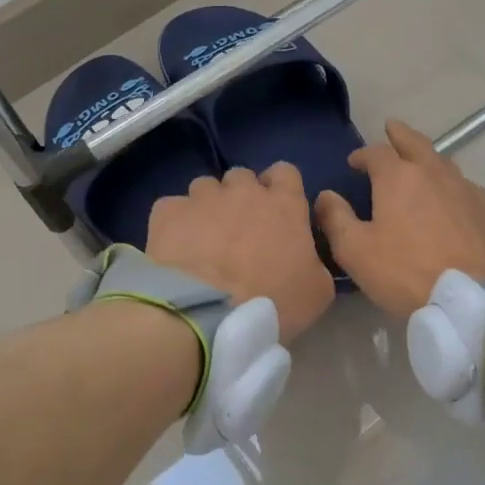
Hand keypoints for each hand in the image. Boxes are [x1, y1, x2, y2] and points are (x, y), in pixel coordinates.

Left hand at [147, 164, 335, 342]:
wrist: (206, 312)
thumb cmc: (271, 302)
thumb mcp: (317, 291)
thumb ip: (315, 260)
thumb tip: (306, 254)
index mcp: (284, 204)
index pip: (285, 172)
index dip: (280, 189)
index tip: (276, 213)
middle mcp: (243, 190)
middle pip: (243, 177)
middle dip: (241, 197)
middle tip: (239, 232)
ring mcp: (202, 197)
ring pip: (206, 187)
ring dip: (207, 206)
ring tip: (202, 240)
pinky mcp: (167, 210)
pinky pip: (173, 207)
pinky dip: (175, 223)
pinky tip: (175, 247)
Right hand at [314, 120, 484, 318]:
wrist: (473, 297)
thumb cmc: (406, 272)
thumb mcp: (356, 251)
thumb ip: (336, 219)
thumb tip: (325, 196)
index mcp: (398, 177)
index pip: (376, 152)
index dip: (362, 154)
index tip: (353, 162)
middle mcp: (433, 172)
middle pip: (415, 142)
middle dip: (399, 134)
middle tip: (391, 128)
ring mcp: (464, 188)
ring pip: (441, 161)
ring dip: (425, 156)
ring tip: (418, 161)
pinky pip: (462, 184)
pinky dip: (447, 182)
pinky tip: (447, 195)